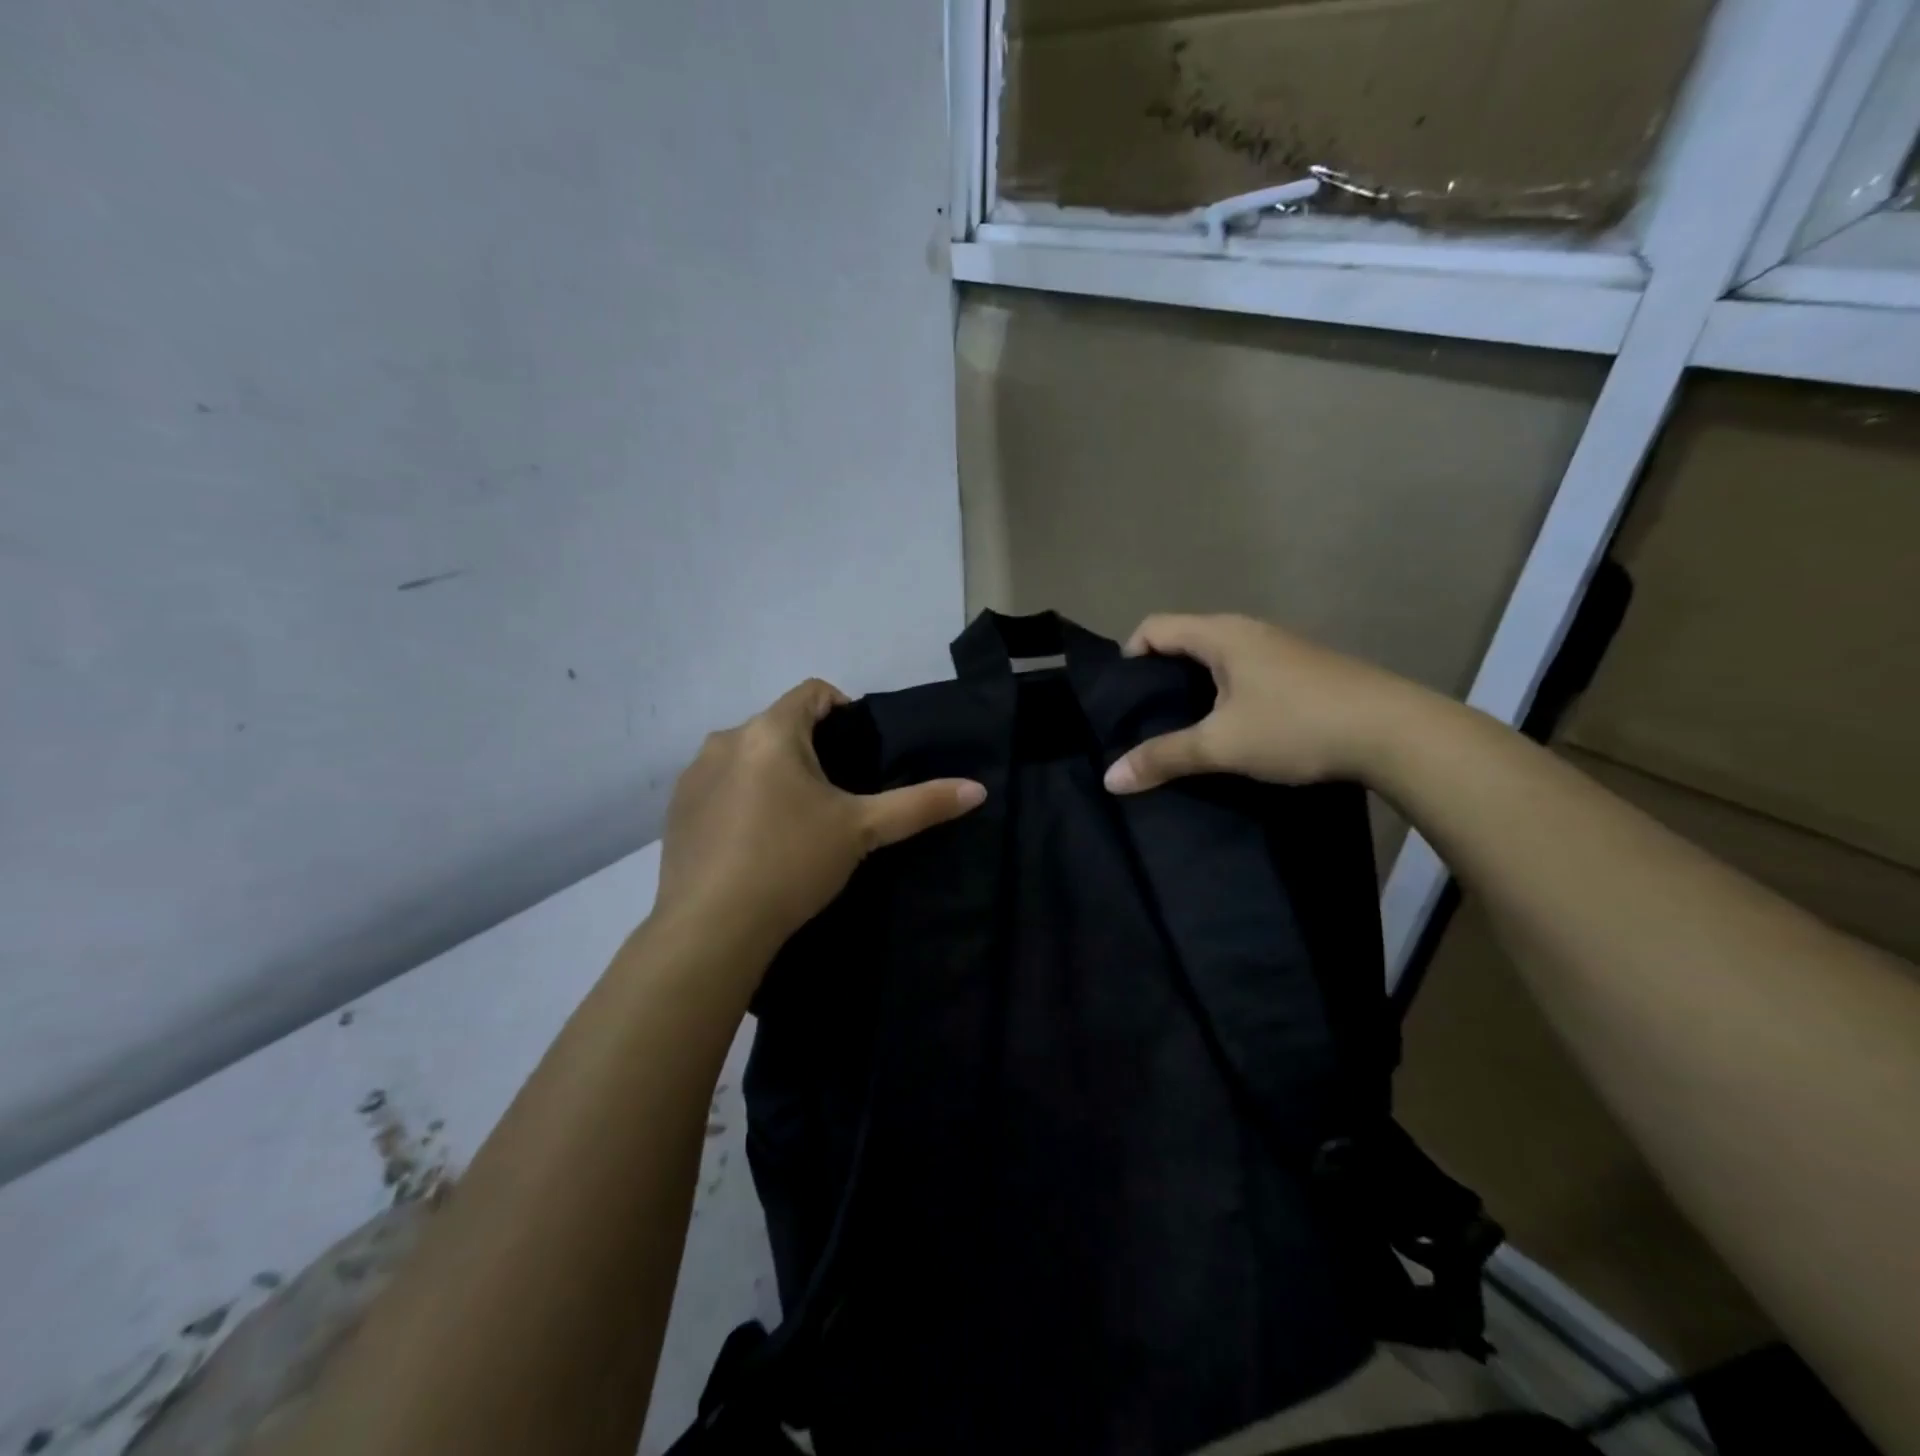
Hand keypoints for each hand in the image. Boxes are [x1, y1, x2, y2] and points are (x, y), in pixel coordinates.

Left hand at [655, 679, 985, 949]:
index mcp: (769, 731)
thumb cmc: (791, 863)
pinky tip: (754, 842)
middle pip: (779, 725)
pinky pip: (720, 786)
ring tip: (796, 821)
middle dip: (810, 749)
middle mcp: (725, 740)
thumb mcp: (861, 831)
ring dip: (774, 773)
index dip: (843, 709)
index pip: (813, 692)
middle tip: (835, 795)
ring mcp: (694, 776)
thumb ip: (919, 805)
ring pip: (747, 756)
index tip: (860, 749)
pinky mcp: (676, 811)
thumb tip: (978, 789)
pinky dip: (742, 798)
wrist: (711, 929)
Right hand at [1103, 614, 1425, 793]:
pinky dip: (1226, 694)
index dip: (1128, 657)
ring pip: (1218, 659)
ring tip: (1185, 730)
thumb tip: (1110, 778)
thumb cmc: (1296, 726)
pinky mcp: (1304, 670)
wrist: (1396, 733)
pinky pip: (1246, 672)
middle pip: (1184, 641)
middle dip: (1159, 677)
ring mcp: (1281, 648)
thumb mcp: (1221, 746)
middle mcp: (1249, 630)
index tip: (1123, 700)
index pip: (1154, 627)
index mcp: (1221, 634)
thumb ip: (1163, 757)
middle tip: (1146, 720)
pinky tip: (1233, 729)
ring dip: (1194, 688)